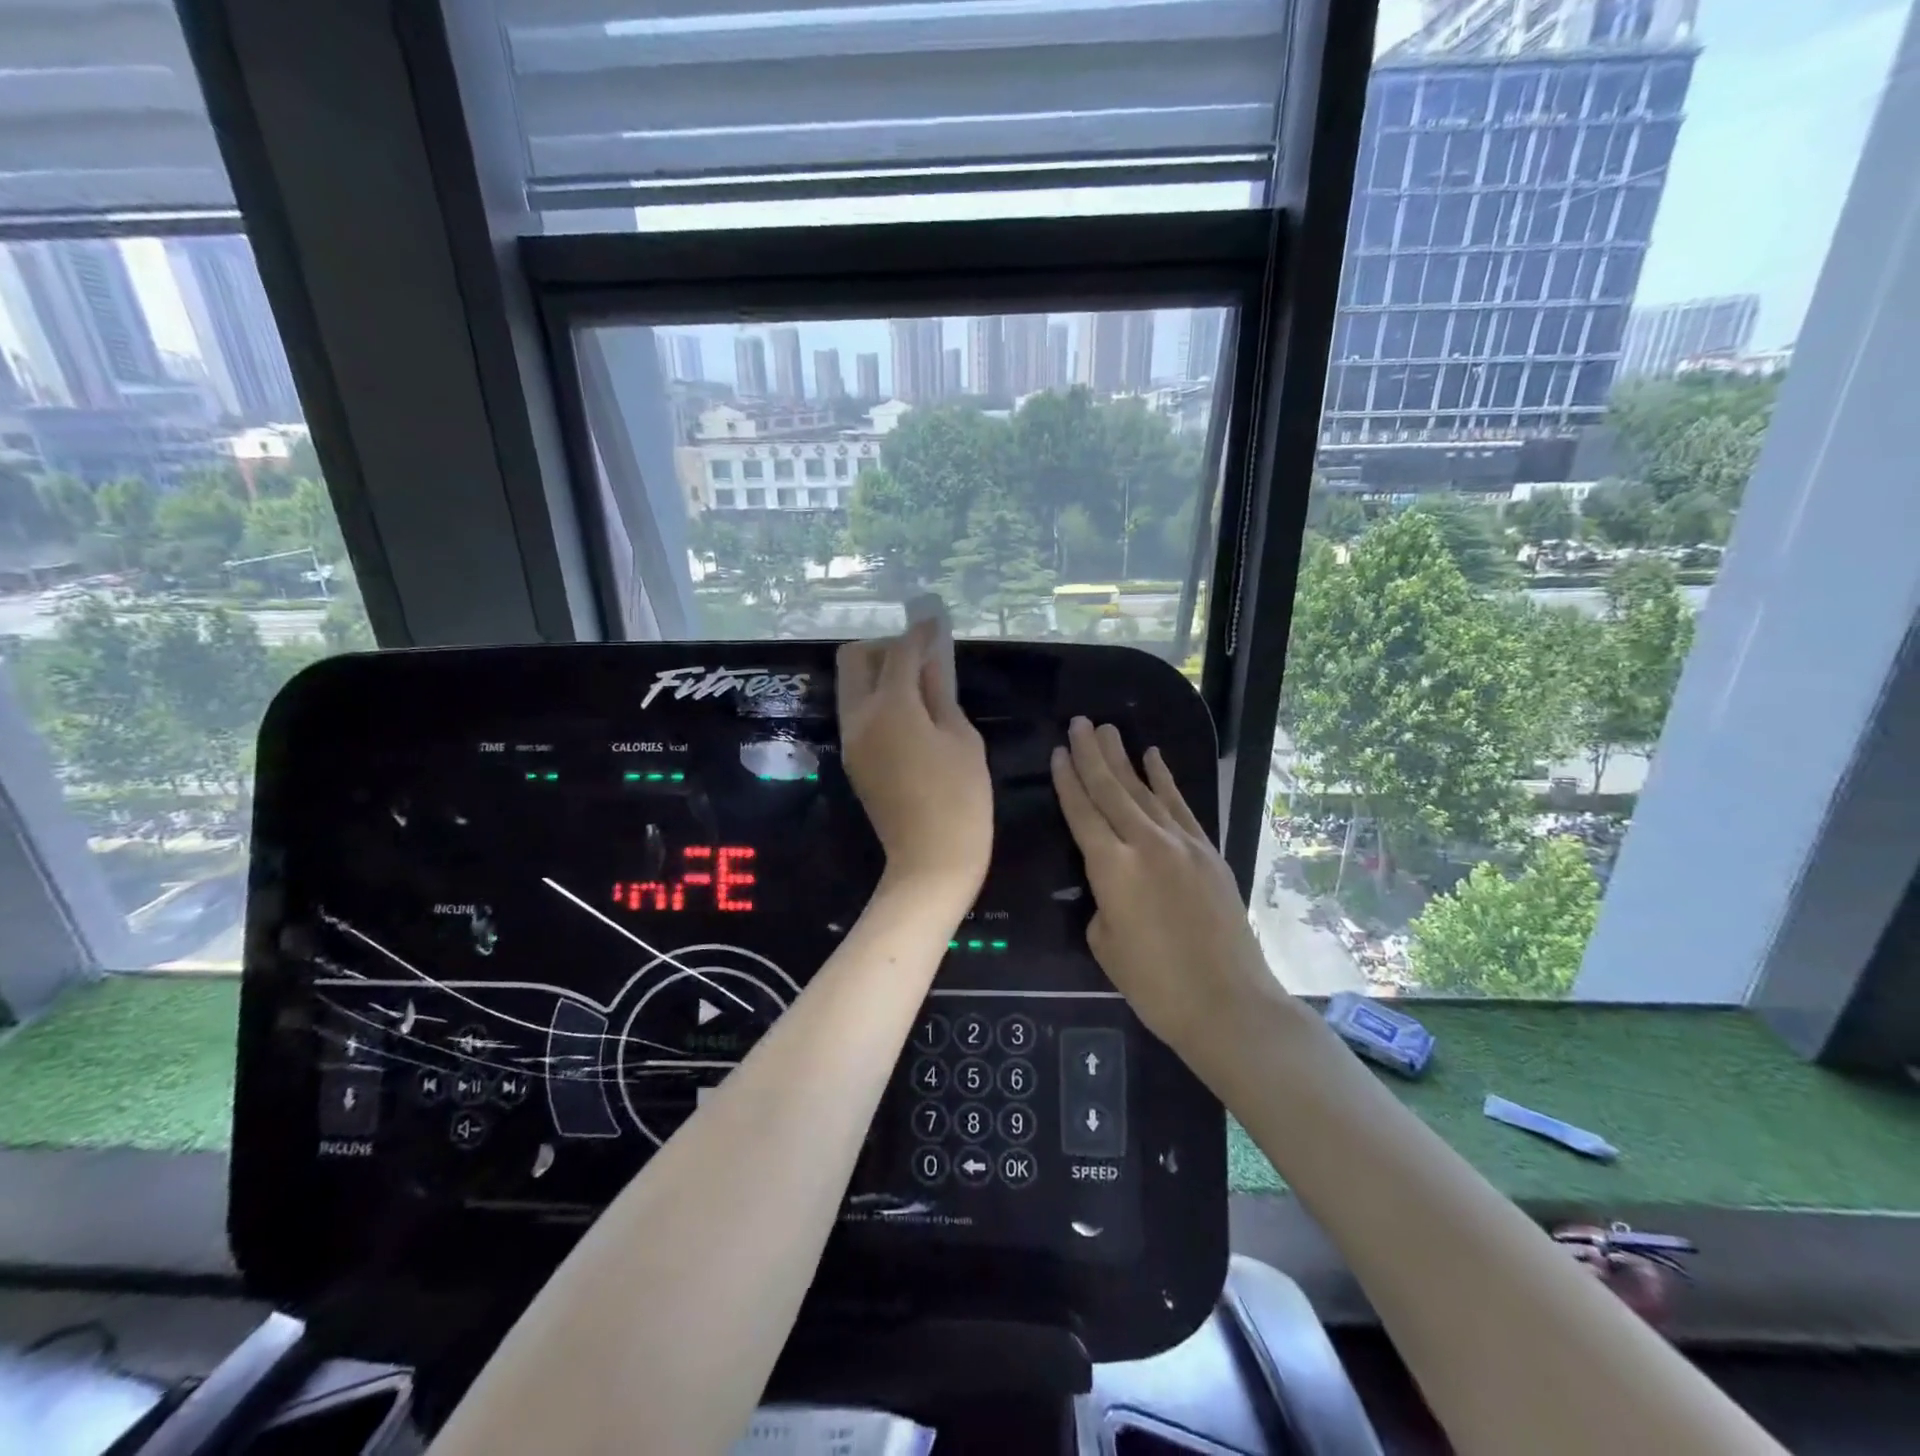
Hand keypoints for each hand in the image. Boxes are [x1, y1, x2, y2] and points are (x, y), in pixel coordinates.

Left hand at [838, 622, 990, 901]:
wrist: (930, 860)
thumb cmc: (960, 798)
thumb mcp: (962, 738)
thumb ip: (941, 693)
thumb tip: (931, 660)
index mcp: (891, 707)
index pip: (899, 652)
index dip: (919, 632)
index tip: (933, 620)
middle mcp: (859, 717)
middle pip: (855, 658)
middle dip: (885, 646)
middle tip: (920, 658)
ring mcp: (851, 739)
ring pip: (852, 684)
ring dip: (878, 672)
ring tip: (918, 685)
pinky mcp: (853, 759)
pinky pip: (857, 711)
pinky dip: (877, 699)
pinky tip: (909, 713)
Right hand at [1051, 717, 1272, 1052]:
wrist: (1228, 1003)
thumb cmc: (1155, 984)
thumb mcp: (1106, 944)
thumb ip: (1103, 901)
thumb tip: (1112, 882)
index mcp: (1111, 868)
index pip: (1082, 812)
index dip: (1067, 781)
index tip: (1058, 752)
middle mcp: (1145, 843)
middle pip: (1111, 790)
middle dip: (1091, 755)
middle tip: (1079, 722)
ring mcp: (1181, 843)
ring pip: (1144, 790)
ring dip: (1124, 758)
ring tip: (1107, 730)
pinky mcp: (1207, 851)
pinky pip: (1180, 806)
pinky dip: (1165, 780)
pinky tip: (1154, 758)